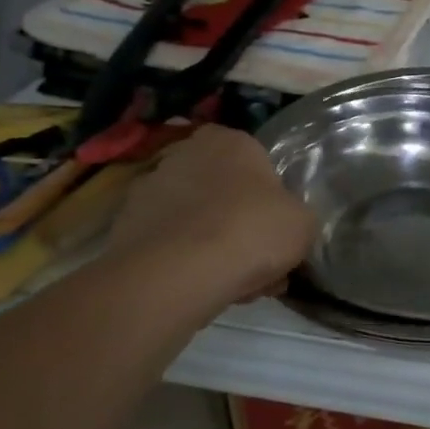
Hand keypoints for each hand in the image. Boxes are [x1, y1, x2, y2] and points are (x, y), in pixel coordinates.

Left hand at [109, 125, 315, 304]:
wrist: (178, 274)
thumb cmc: (250, 231)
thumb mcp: (303, 223)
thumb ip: (297, 216)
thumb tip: (286, 224)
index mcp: (231, 140)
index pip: (255, 159)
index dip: (268, 194)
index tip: (276, 224)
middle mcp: (186, 153)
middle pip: (223, 189)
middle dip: (240, 221)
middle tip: (258, 258)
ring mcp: (150, 187)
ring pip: (196, 218)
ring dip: (213, 244)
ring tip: (234, 283)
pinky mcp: (125, 225)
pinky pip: (170, 242)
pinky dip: (185, 261)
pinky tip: (204, 288)